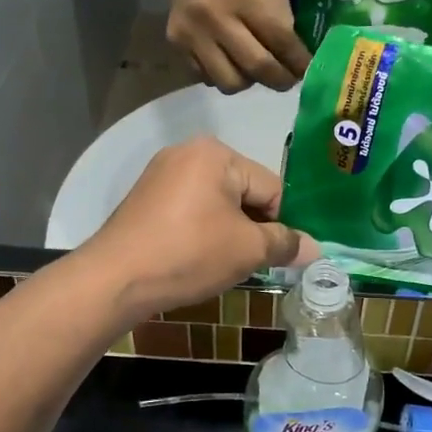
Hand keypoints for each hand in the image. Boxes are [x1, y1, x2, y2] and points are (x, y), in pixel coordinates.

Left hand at [79, 137, 318, 320]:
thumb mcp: (247, 250)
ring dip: (229, 232)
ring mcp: (161, 174)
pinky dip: (202, 232)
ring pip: (216, 204)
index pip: (271, 188)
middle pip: (243, 192)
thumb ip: (285, 244)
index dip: (283, 224)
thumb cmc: (189, 254)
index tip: (284, 256)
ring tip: (224, 264)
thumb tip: (316, 248)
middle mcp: (188, 152)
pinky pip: (190, 211)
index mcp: (216, 153)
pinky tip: (197, 258)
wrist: (115, 279)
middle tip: (254, 263)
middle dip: (253, 228)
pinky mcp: (145, 199)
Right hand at [158, 0, 310, 93]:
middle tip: (288, 81)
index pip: (279, 39)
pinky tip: (228, 61)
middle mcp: (216, 18)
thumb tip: (293, 55)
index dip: (298, 61)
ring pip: (228, 81)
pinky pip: (206, 77)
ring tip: (253, 70)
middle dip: (278, 80)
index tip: (308, 71)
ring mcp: (194, 35)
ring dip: (248, 81)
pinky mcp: (177, 45)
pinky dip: (222, 75)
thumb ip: (280, 18)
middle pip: (255, 66)